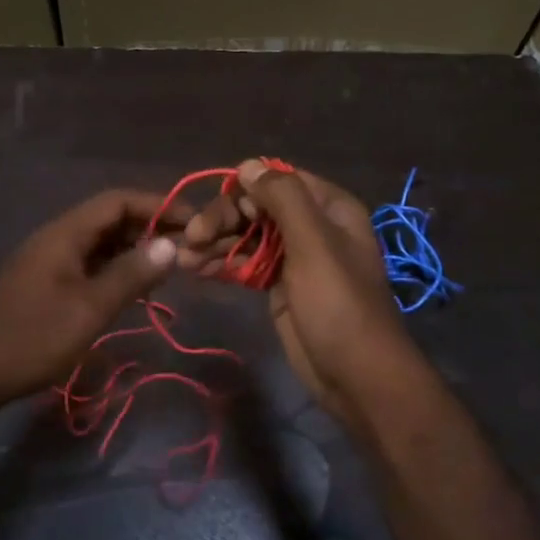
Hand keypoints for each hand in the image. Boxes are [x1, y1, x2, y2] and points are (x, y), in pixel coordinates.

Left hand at [0, 189, 184, 405]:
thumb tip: (171, 244)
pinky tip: (134, 288)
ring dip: (133, 250)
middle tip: (184, 249)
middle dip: (149, 228)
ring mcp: (49, 260)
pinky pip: (88, 263)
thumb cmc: (37, 338)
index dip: (157, 206)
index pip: (117, 201)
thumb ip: (132, 274)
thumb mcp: (91, 308)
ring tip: (167, 268)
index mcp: (64, 234)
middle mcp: (56, 238)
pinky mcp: (46, 282)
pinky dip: (115, 268)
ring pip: (100, 242)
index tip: (192, 222)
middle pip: (109, 219)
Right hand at [178, 160, 417, 427]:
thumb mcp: (314, 244)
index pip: (279, 180)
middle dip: (223, 219)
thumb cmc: (338, 304)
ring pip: (248, 237)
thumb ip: (283, 198)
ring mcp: (295, 259)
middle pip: (258, 208)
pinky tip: (196, 269)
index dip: (245, 188)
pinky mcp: (279, 287)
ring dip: (216, 243)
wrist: (355, 375)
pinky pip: (246, 264)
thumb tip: (248, 164)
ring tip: (184, 258)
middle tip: (191, 238)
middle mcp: (312, 227)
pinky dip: (223, 264)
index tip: (216, 206)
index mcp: (329, 208)